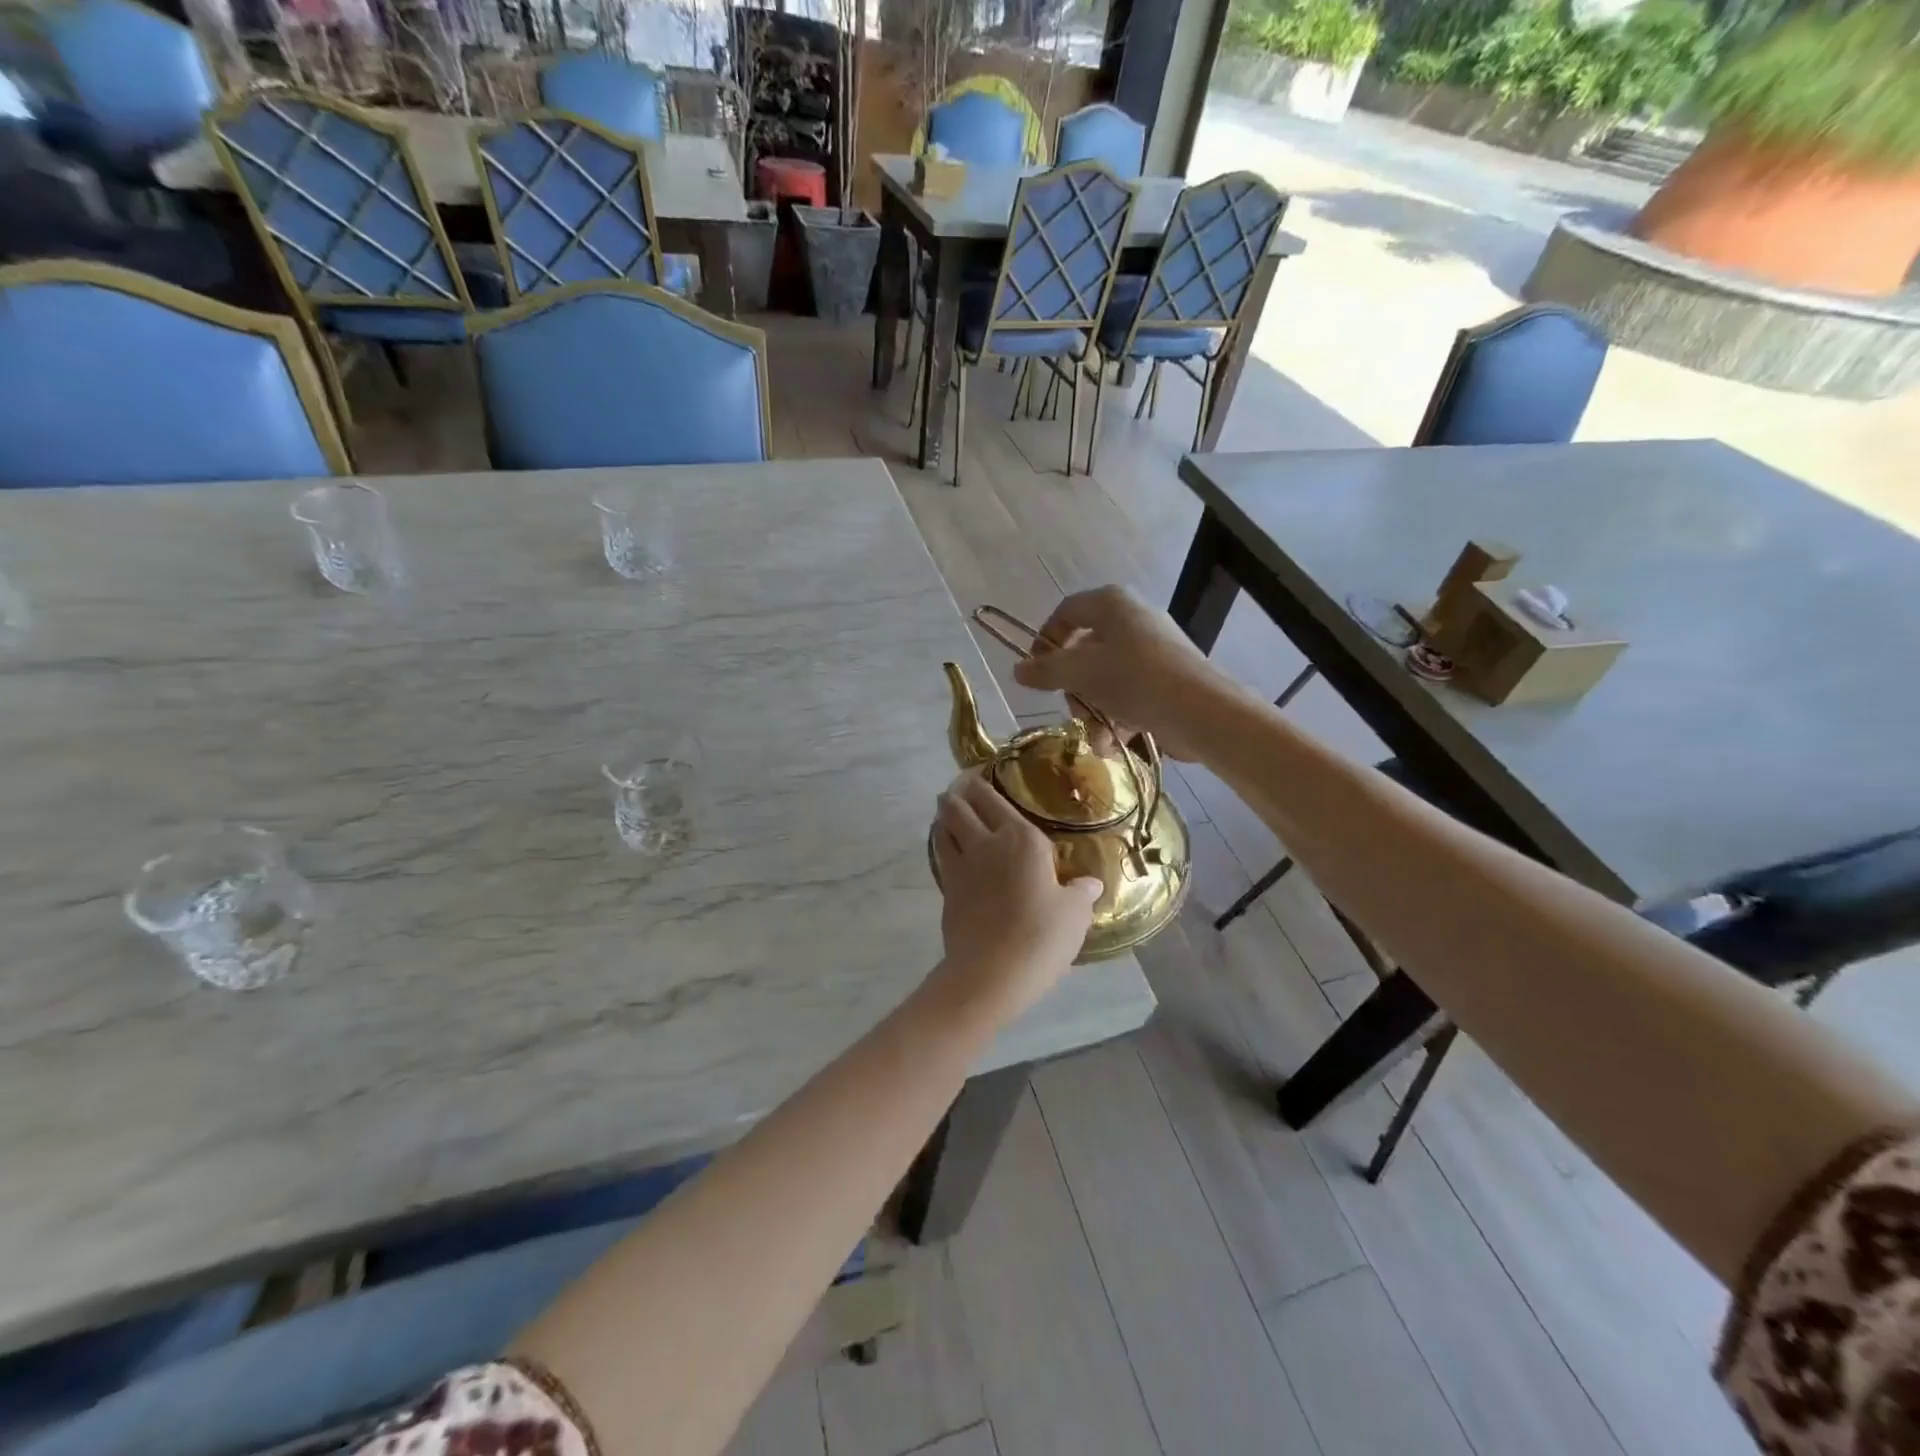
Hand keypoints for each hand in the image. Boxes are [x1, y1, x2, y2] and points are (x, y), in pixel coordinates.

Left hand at [931, 772, 1099, 1014]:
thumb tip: (1090, 883)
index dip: (982, 782)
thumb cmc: (1041, 937)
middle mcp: (988, 842)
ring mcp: (962, 864)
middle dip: (958, 792)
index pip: (995, 798)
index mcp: (1023, 839)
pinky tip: (944, 842)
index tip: (978, 773)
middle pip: (962, 805)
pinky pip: (940, 853)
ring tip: (946, 808)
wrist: (992, 972)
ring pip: (944, 825)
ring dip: (944, 813)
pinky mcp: (947, 888)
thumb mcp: (1075, 915)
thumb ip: (1081, 893)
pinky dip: (939, 841)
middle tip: (959, 787)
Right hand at [1010, 586, 1224, 759]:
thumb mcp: (1080, 673)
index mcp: (1112, 604)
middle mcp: (1134, 619)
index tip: (1035, 671)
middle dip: (1073, 686)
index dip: (1045, 639)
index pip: (1066, 612)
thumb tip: (1018, 670)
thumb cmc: (1134, 679)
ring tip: (1096, 734)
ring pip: (1107, 677)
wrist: (1200, 710)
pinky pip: (1131, 692)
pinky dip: (1118, 715)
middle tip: (1072, 707)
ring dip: (1094, 708)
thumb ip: (1046, 670)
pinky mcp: (1169, 678)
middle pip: (1086, 649)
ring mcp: (1155, 649)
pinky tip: (1114, 742)